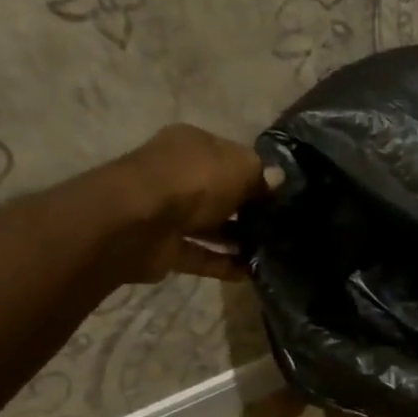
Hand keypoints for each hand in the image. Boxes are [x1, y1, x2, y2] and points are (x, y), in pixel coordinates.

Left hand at [104, 124, 282, 283]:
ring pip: (210, 224)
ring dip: (237, 237)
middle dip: (247, 207)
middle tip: (279, 224)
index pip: (230, 155)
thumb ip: (261, 173)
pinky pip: (201, 255)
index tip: (281, 193)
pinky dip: (224, 264)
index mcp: (191, 145)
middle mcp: (177, 174)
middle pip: (219, 190)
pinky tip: (251, 272)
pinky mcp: (164, 247)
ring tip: (271, 250)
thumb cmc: (192, 182)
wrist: (136, 223)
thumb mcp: (239, 167)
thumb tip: (277, 179)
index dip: (256, 172)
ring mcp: (168, 212)